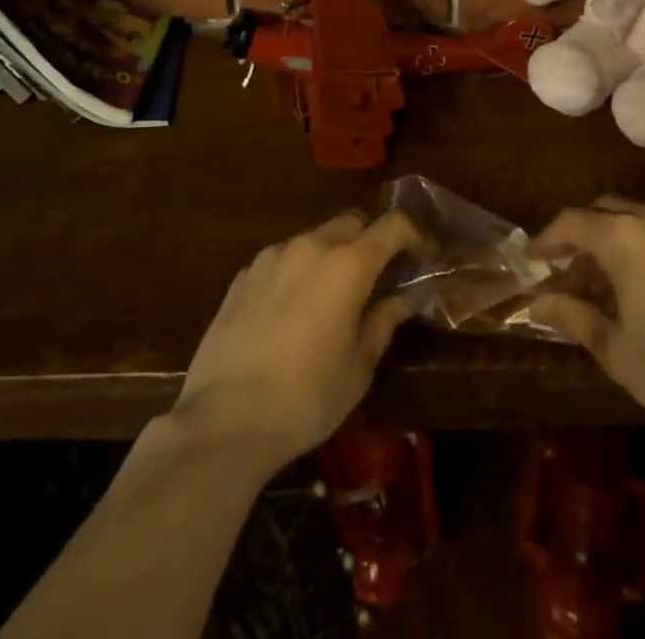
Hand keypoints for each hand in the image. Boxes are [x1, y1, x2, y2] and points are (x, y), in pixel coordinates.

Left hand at [172, 210, 425, 473]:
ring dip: (331, 254)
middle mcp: (311, 247)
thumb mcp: (358, 369)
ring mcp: (272, 257)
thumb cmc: (305, 399)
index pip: (393, 226)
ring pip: (314, 238)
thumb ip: (383, 323)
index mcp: (348, 265)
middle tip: (375, 277)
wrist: (223, 422)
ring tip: (329, 296)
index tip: (422, 257)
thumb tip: (400, 300)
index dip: (414, 235)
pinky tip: (290, 311)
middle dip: (370, 240)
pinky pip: (282, 259)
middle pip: (352, 222)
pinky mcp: (242, 276)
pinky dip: (297, 271)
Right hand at [529, 197, 644, 434]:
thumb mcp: (614, 347)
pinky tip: (644, 285)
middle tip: (566, 271)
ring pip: (634, 218)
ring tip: (604, 282)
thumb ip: (573, 316)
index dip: (546, 238)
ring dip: (611, 240)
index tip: (531, 258)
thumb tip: (537, 304)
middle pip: (602, 211)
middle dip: (580, 236)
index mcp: (622, 237)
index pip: (571, 222)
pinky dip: (641, 246)